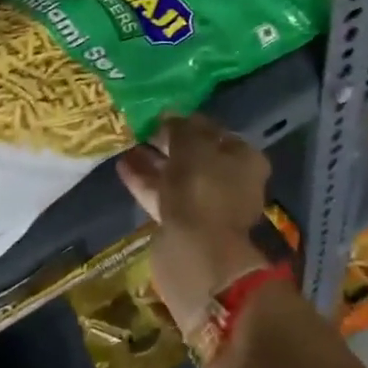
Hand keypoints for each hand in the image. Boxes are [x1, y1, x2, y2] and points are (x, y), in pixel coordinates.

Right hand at [116, 113, 270, 332]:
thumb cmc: (202, 188)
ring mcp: (207, 206)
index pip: (214, 131)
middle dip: (167, 142)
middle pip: (195, 155)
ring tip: (126, 143)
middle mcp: (230, 181)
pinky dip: (145, 182)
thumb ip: (180, 127)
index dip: (187, 121)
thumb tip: (170, 116)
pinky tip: (123, 166)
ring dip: (153, 162)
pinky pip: (163, 195)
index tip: (161, 114)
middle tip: (140, 127)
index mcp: (244, 159)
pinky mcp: (184, 225)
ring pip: (176, 176)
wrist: (197, 254)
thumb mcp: (191, 146)